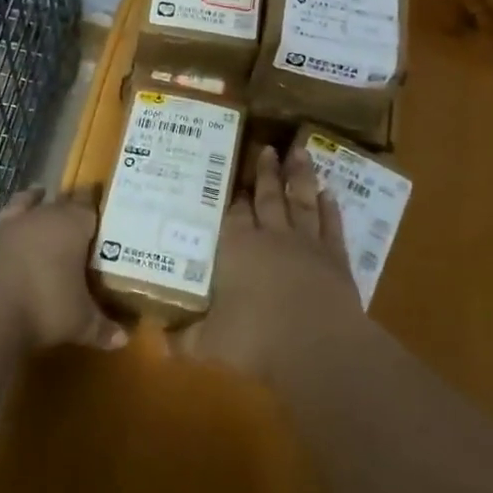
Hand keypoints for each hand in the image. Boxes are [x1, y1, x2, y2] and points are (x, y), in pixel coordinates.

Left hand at [0, 188, 126, 351]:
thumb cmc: (44, 305)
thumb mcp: (80, 322)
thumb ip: (101, 326)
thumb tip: (123, 340)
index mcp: (70, 226)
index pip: (88, 207)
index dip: (94, 204)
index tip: (99, 201)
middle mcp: (37, 219)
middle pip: (55, 202)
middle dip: (64, 203)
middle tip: (71, 207)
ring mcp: (3, 229)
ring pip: (17, 206)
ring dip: (25, 202)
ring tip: (31, 195)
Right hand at [176, 138, 367, 376]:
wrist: (318, 344)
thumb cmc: (257, 338)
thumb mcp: (210, 344)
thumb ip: (184, 341)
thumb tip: (157, 344)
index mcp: (238, 247)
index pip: (235, 213)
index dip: (235, 196)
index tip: (236, 179)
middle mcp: (271, 236)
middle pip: (268, 196)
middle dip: (267, 172)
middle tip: (268, 148)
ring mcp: (306, 243)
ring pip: (302, 200)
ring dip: (300, 176)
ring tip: (300, 152)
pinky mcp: (336, 258)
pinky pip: (332, 225)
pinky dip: (331, 209)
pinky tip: (330, 193)